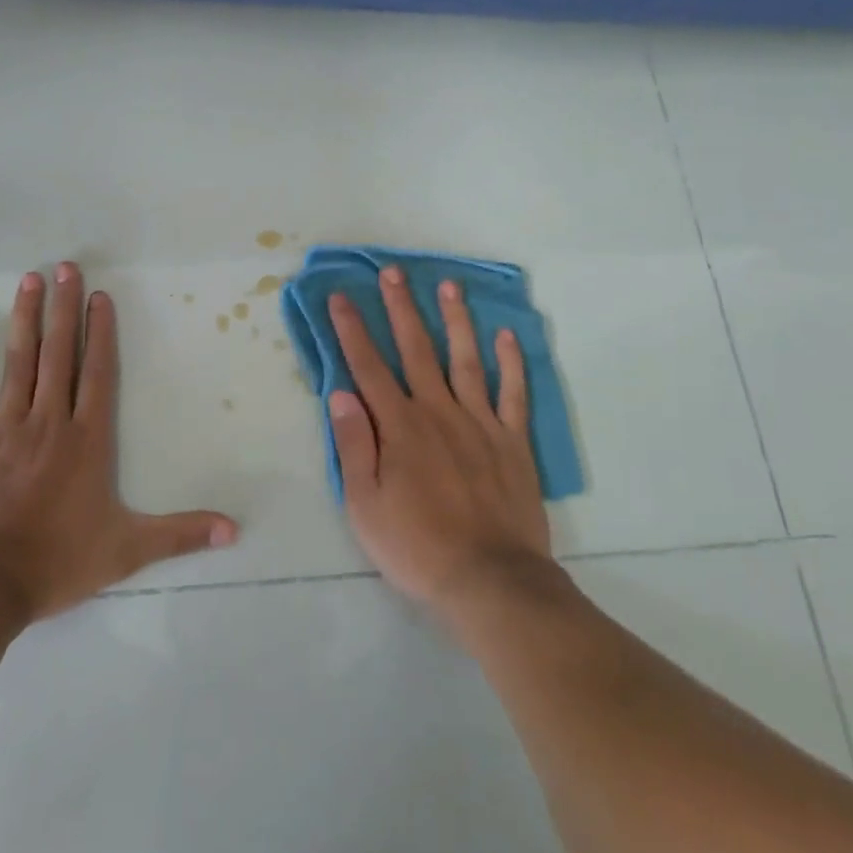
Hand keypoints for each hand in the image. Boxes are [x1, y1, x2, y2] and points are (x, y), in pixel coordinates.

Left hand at [0, 263, 238, 620]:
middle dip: (64, 308)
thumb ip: (180, 534)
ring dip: (27, 318)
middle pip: (60, 353)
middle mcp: (49, 421)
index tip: (100, 296)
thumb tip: (235, 530)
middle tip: (65, 268)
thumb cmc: (56, 562)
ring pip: (20, 360)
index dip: (101, 332)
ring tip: (31, 280)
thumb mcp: (127, 550)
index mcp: (86, 440)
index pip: (98, 373)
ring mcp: (7, 426)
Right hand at [327, 267, 550, 620]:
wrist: (491, 581)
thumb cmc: (417, 547)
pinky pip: (513, 394)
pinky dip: (511, 364)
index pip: (368, 367)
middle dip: (401, 308)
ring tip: (449, 285)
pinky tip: (506, 336)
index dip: (352, 330)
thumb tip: (340, 393)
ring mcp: (480, 423)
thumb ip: (354, 445)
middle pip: (416, 349)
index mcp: (400, 426)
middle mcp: (438, 411)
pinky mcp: (512, 441)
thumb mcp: (365, 505)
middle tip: (393, 271)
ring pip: (465, 359)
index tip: (341, 297)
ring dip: (456, 320)